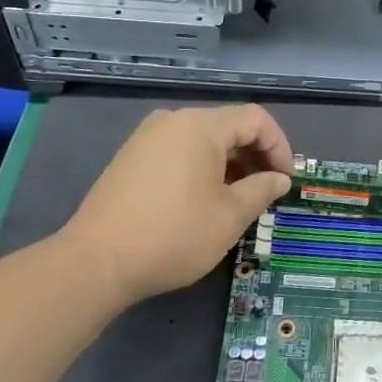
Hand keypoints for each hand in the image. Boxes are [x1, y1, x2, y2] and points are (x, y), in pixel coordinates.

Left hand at [60, 105, 291, 307]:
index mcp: (200, 126)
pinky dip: (201, 168)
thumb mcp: (230, 216)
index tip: (286, 180)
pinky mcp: (130, 158)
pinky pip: (179, 151)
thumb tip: (279, 179)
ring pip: (203, 140)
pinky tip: (203, 200)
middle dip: (255, 156)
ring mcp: (147, 138)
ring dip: (229, 164)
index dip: (280, 146)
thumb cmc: (173, 234)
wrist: (95, 262)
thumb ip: (262, 190)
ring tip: (238, 199)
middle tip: (267, 191)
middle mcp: (173, 120)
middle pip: (228, 126)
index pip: (255, 119)